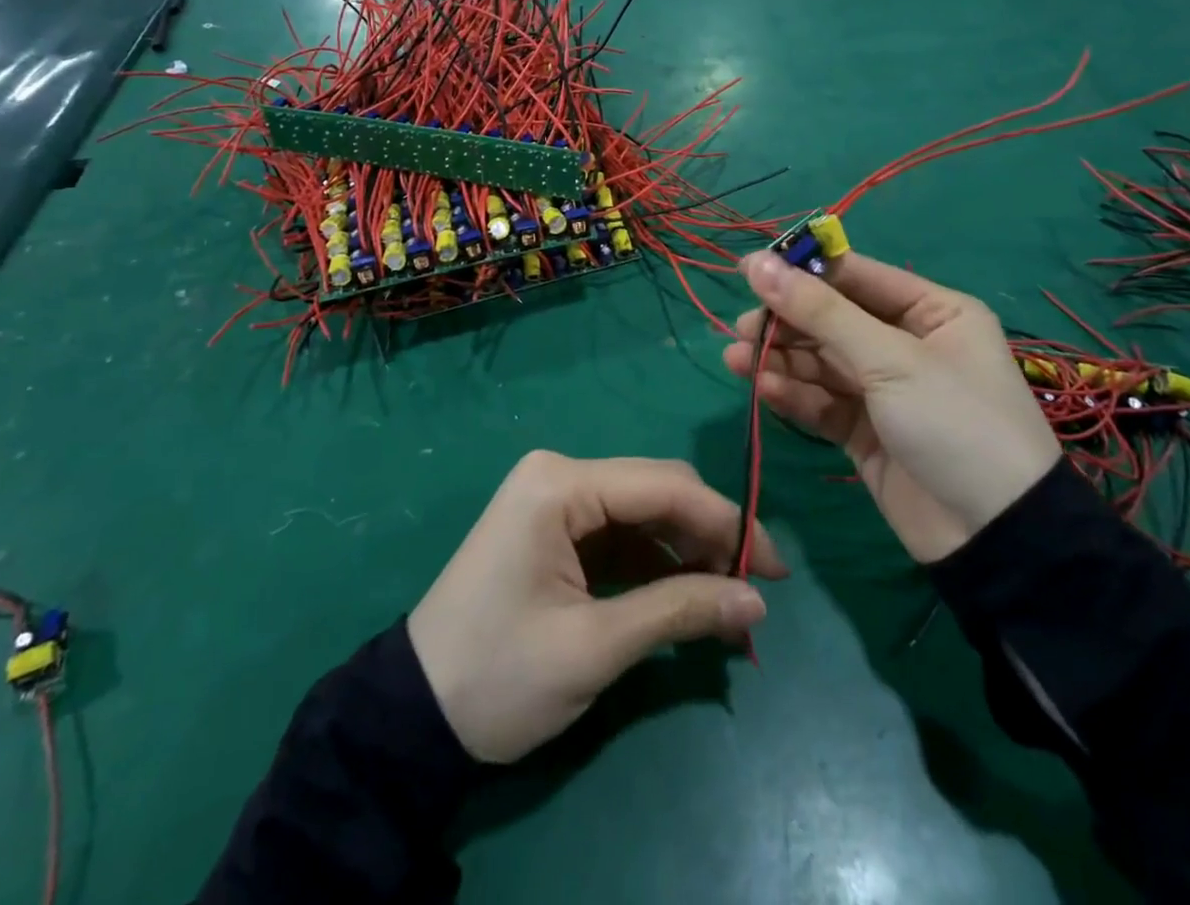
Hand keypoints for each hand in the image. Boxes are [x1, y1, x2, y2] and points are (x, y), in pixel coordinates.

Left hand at [407, 452, 785, 763]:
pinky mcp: (554, 529)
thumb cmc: (500, 676)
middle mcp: (559, 475)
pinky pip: (620, 534)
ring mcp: (554, 500)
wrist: (414, 714)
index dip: (728, 522)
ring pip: (643, 512)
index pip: (664, 486)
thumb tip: (757, 601)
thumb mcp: (594, 647)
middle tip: (756, 589)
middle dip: (710, 535)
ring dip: (687, 551)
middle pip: (656, 490)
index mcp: (560, 484)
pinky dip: (657, 563)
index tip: (775, 569)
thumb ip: (679, 611)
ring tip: (728, 602)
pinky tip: (687, 596)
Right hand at [722, 250, 1059, 564]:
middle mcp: (906, 343)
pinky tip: (764, 389)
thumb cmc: (955, 423)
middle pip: (832, 319)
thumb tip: (756, 263)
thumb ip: (819, 312)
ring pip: (820, 361)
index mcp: (931, 311)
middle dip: (787, 322)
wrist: (996, 539)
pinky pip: (821, 401)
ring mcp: (884, 389)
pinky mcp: (864, 430)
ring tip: (737, 358)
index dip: (802, 271)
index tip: (748, 270)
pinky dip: (793, 394)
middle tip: (743, 328)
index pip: (855, 277)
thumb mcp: (890, 359)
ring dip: (780, 359)